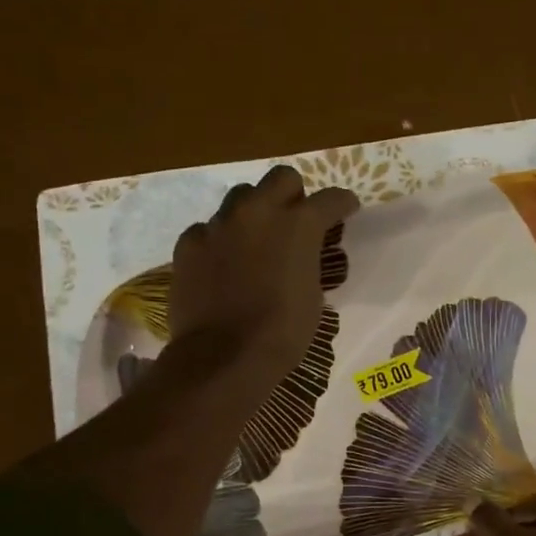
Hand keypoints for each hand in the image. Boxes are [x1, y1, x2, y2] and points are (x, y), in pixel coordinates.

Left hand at [168, 166, 359, 381]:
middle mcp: (257, 212)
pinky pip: (208, 229)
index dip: (342, 204)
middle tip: (295, 220)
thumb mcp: (312, 294)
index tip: (347, 211)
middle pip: (281, 178)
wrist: (223, 357)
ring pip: (240, 198)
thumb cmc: (282, 332)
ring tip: (255, 241)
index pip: (330, 199)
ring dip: (254, 212)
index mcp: (298, 225)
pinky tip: (222, 264)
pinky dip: (220, 241)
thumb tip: (302, 256)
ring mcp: (218, 225)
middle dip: (294, 194)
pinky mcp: (189, 243)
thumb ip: (308, 261)